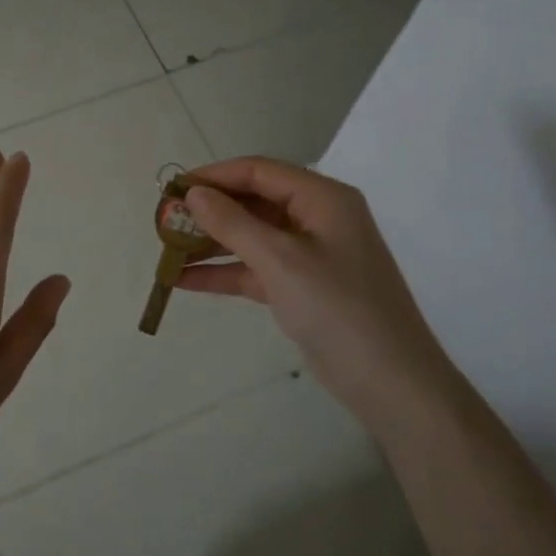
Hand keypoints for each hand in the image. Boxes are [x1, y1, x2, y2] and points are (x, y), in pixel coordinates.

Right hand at [179, 157, 447, 407]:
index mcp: (322, 198)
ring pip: (251, 236)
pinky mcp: (302, 287)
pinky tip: (184, 280)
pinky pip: (256, 268)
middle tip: (165, 221)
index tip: (173, 189)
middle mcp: (317, 218)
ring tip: (166, 250)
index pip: (259, 171)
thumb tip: (194, 194)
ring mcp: (310, 254)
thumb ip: (233, 223)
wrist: (391, 383)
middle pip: (253, 201)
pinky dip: (224, 272)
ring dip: (211, 243)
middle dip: (209, 211)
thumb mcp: (281, 260)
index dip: (214, 176)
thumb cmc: (338, 309)